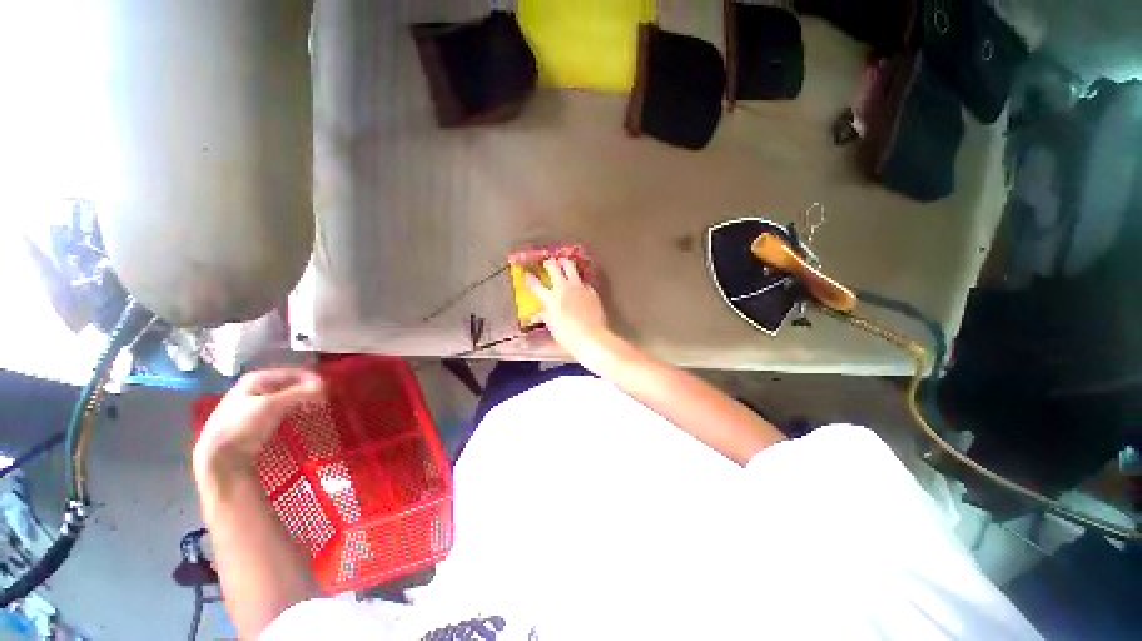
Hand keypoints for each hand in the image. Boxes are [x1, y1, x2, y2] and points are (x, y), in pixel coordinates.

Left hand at [194, 368, 323, 481]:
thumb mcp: (272, 406)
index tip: (328, 390)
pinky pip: (281, 409)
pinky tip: (300, 419)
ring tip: (315, 410)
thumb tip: (326, 385)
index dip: (312, 379)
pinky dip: (294, 411)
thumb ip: (299, 393)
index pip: (293, 372)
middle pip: (290, 384)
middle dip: (308, 391)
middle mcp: (254, 387)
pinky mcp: (256, 420)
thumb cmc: (243, 426)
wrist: (220, 456)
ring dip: (302, 402)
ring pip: (286, 397)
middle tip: (324, 400)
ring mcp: (254, 404)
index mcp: (256, 378)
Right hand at [526, 258, 612, 361]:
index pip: (536, 285)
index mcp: (551, 298)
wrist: (591, 337)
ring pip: (571, 267)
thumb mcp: (552, 326)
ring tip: (563, 262)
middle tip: (548, 262)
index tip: (528, 274)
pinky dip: (579, 280)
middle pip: (554, 268)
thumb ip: (545, 316)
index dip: (530, 278)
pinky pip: (583, 281)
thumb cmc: (568, 335)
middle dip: (549, 264)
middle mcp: (563, 288)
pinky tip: (579, 283)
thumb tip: (537, 315)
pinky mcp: (591, 291)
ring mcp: (578, 287)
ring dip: (565, 263)